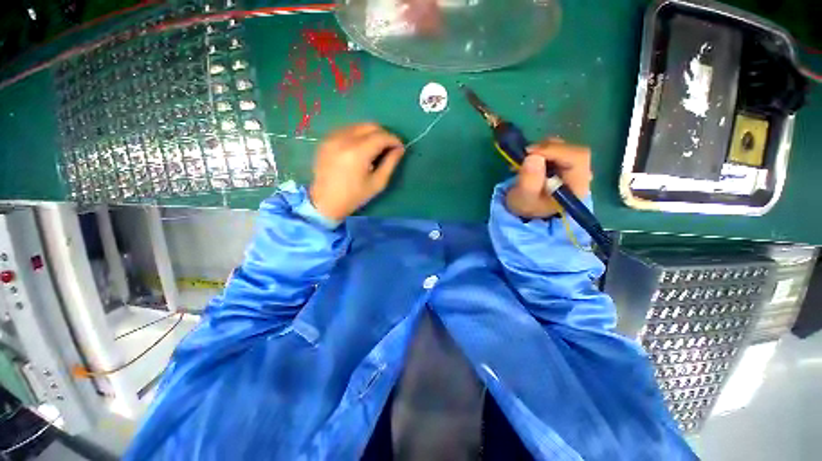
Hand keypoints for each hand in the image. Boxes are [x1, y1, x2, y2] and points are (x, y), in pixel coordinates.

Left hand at [309, 123, 405, 220]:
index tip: (400, 147)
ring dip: (371, 134)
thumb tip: (400, 149)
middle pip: (370, 126)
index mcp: (357, 153)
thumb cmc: (354, 196)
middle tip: (389, 147)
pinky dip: (358, 135)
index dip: (394, 140)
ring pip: (358, 126)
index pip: (381, 136)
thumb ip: (390, 163)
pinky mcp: (326, 140)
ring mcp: (332, 138)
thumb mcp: (377, 183)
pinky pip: (347, 130)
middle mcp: (344, 139)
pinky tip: (360, 148)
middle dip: (383, 134)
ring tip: (375, 148)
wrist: (325, 202)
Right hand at [506, 139, 591, 218]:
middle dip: (547, 149)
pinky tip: (529, 159)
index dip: (555, 150)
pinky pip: (557, 150)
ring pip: (564, 147)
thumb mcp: (523, 198)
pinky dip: (542, 151)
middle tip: (526, 154)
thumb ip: (529, 181)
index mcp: (577, 186)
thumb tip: (533, 157)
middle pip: (572, 150)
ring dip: (542, 150)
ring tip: (524, 160)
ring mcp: (575, 168)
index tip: (530, 152)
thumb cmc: (527, 206)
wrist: (526, 210)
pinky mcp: (565, 164)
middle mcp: (582, 175)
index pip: (577, 158)